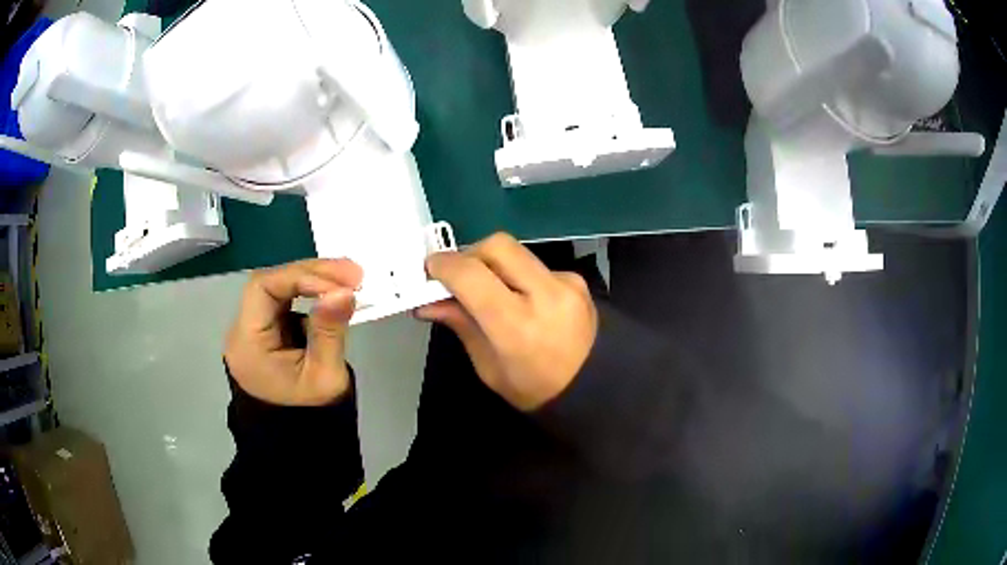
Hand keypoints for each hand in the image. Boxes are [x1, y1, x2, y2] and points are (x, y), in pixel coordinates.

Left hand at [224, 259, 362, 406]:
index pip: (263, 288)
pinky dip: (310, 291)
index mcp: (247, 343)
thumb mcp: (324, 377)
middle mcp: (243, 329)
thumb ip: (330, 332)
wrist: (297, 440)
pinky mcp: (268, 329)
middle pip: (271, 282)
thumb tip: (344, 291)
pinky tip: (333, 292)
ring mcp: (254, 327)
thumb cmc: (308, 414)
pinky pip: (285, 299)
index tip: (341, 283)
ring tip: (350, 279)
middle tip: (354, 273)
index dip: (301, 277)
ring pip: (279, 287)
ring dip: (313, 279)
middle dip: (312, 273)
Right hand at [417, 233, 597, 410]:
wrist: (593, 389)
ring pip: (517, 251)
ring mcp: (567, 284)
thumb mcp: (488, 366)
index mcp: (518, 327)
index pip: (472, 275)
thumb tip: (427, 301)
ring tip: (485, 289)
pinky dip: (516, 274)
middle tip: (456, 276)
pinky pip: (535, 264)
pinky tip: (518, 297)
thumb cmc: (532, 389)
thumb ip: (461, 324)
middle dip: (469, 254)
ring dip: (492, 263)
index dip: (444, 265)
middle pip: (497, 246)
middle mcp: (546, 296)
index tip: (429, 269)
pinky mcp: (577, 280)